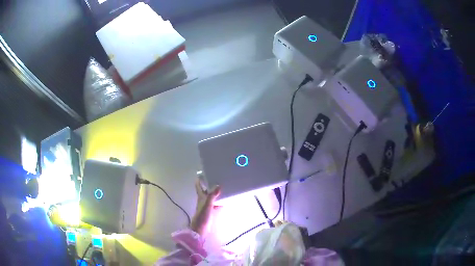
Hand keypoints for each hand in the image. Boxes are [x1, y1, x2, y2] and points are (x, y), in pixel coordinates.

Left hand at [190, 178, 220, 235]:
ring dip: (216, 193)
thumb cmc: (202, 215)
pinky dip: (220, 202)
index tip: (201, 173)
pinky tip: (225, 201)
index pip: (199, 186)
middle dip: (209, 185)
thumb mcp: (207, 204)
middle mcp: (203, 200)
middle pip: (206, 191)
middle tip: (217, 179)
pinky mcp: (211, 212)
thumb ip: (212, 195)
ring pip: (212, 197)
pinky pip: (216, 205)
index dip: (199, 180)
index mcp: (201, 197)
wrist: (200, 228)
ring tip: (223, 188)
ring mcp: (207, 206)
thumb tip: (218, 185)